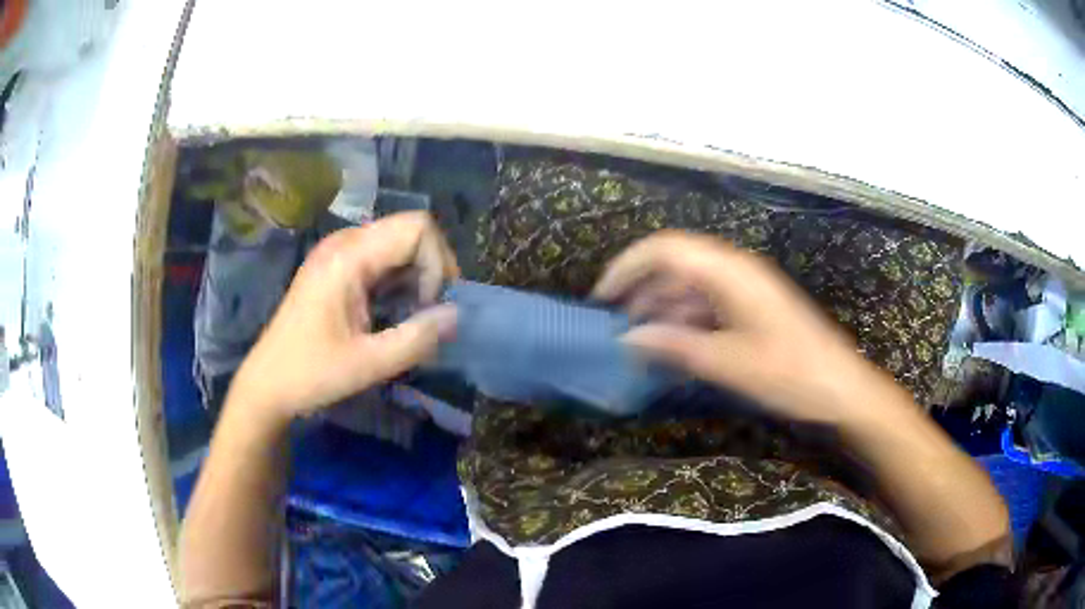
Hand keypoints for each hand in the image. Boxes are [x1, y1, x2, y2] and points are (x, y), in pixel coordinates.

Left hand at [227, 212, 459, 426]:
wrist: (267, 383)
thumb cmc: (311, 374)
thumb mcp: (368, 364)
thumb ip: (416, 339)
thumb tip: (456, 315)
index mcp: (348, 257)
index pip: (416, 228)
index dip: (437, 262)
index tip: (431, 305)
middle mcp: (343, 242)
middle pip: (409, 230)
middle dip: (431, 267)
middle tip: (429, 311)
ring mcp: (337, 251)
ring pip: (397, 242)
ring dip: (416, 273)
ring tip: (414, 313)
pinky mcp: (335, 265)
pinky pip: (380, 256)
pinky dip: (399, 278)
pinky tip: (394, 309)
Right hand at [593, 231, 891, 424]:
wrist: (842, 387)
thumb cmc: (791, 373)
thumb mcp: (730, 363)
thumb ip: (677, 346)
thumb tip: (629, 337)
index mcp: (731, 272)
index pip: (667, 249)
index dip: (629, 266)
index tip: (602, 296)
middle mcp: (736, 271)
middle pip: (677, 264)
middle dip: (642, 289)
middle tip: (616, 324)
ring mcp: (746, 289)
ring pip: (691, 285)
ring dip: (662, 307)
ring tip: (638, 340)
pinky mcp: (752, 308)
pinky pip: (708, 304)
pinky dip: (685, 320)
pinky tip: (673, 345)